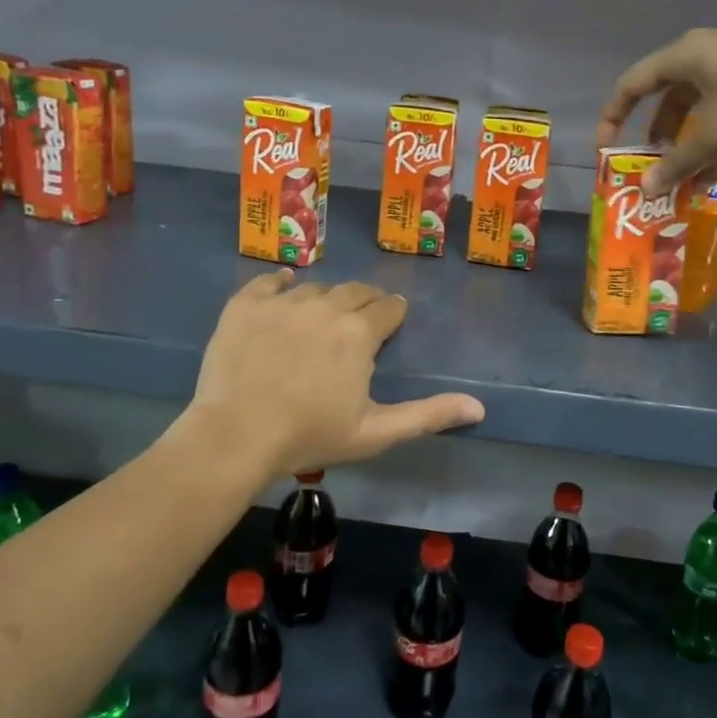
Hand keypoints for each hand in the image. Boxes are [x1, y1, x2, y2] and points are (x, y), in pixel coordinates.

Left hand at [190, 270, 485, 473]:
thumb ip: (428, 415)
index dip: (393, 314)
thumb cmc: (310, 436)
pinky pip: (269, 281)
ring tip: (322, 315)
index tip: (390, 322)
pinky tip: (284, 287)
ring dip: (326, 298)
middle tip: (362, 319)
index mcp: (358, 333)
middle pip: (355, 291)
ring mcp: (282, 302)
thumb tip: (479, 407)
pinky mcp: (245, 305)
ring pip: (315, 287)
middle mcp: (325, 306)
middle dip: (365, 302)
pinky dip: (281, 283)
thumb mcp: (376, 432)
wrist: (236, 435)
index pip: (388, 308)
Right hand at [597, 25, 716, 192]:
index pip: (632, 84)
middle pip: (668, 100)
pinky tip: (716, 178)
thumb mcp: (713, 134)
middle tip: (653, 167)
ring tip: (684, 182)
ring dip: (689, 148)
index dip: (613, 116)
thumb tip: (646, 189)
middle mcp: (708, 58)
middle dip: (658, 138)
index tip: (606, 149)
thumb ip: (676, 163)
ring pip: (701, 113)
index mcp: (685, 56)